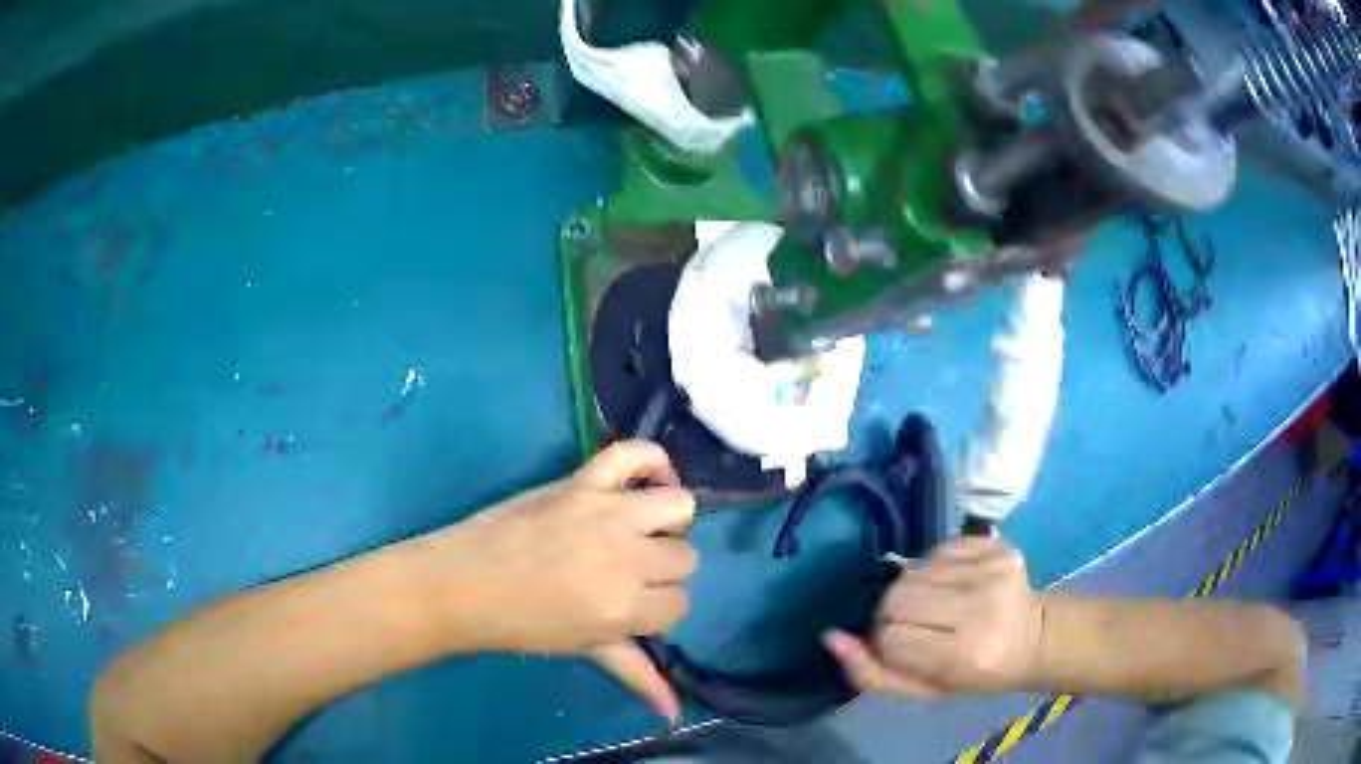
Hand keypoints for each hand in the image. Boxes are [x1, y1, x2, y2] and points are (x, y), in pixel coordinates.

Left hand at [427, 441, 697, 720]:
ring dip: (666, 522)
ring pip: (679, 505)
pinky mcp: (583, 480)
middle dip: (663, 570)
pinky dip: (652, 461)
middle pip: (685, 557)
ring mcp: (606, 511)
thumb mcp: (586, 649)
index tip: (634, 608)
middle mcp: (627, 555)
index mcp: (627, 605)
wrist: (463, 583)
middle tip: (629, 574)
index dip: (660, 608)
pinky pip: (635, 453)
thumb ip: (638, 675)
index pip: (681, 603)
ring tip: (637, 531)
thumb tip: (676, 717)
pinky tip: (645, 482)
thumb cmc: (522, 624)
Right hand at [823, 537, 1041, 698]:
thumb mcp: (923, 691)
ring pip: (912, 571)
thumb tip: (829, 637)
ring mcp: (993, 569)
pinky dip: (933, 567)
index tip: (902, 649)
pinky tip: (952, 584)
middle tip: (914, 626)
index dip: (886, 644)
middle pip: (897, 597)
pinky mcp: (997, 544)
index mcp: (966, 654)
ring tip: (936, 606)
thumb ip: (872, 672)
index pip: (891, 638)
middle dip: (893, 614)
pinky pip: (937, 549)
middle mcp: (982, 606)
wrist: (1034, 638)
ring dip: (912, 589)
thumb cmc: (975, 675)